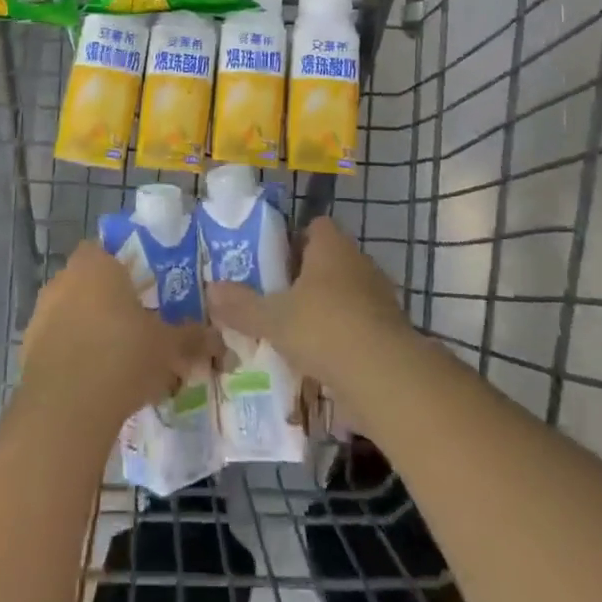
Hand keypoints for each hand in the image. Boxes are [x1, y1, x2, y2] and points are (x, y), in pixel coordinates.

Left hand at [20, 241, 220, 428]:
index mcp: (96, 264)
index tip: (146, 290)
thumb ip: (193, 338)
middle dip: (112, 303)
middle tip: (139, 327)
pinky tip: (97, 384)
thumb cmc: (122, 356)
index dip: (126, 268)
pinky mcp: (27, 352)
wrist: (66, 410)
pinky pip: (58, 345)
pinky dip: (75, 357)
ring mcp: (40, 315)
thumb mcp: (169, 346)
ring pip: (73, 315)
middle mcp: (64, 280)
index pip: (108, 250)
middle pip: (91, 283)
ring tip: (121, 362)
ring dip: (92, 331)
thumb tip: (220, 341)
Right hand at [204, 217, 414, 394]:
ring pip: (346, 293)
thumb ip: (242, 305)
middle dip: (307, 278)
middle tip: (279, 299)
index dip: (294, 241)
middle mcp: (358, 261)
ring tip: (298, 334)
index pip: (315, 226)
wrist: (384, 375)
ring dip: (326, 308)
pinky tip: (324, 360)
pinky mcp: (391, 328)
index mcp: (331, 245)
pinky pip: (360, 323)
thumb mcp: (273, 319)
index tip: (274, 264)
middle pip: (329, 260)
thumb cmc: (324, 328)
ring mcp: (380, 294)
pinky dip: (344, 336)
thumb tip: (211, 290)